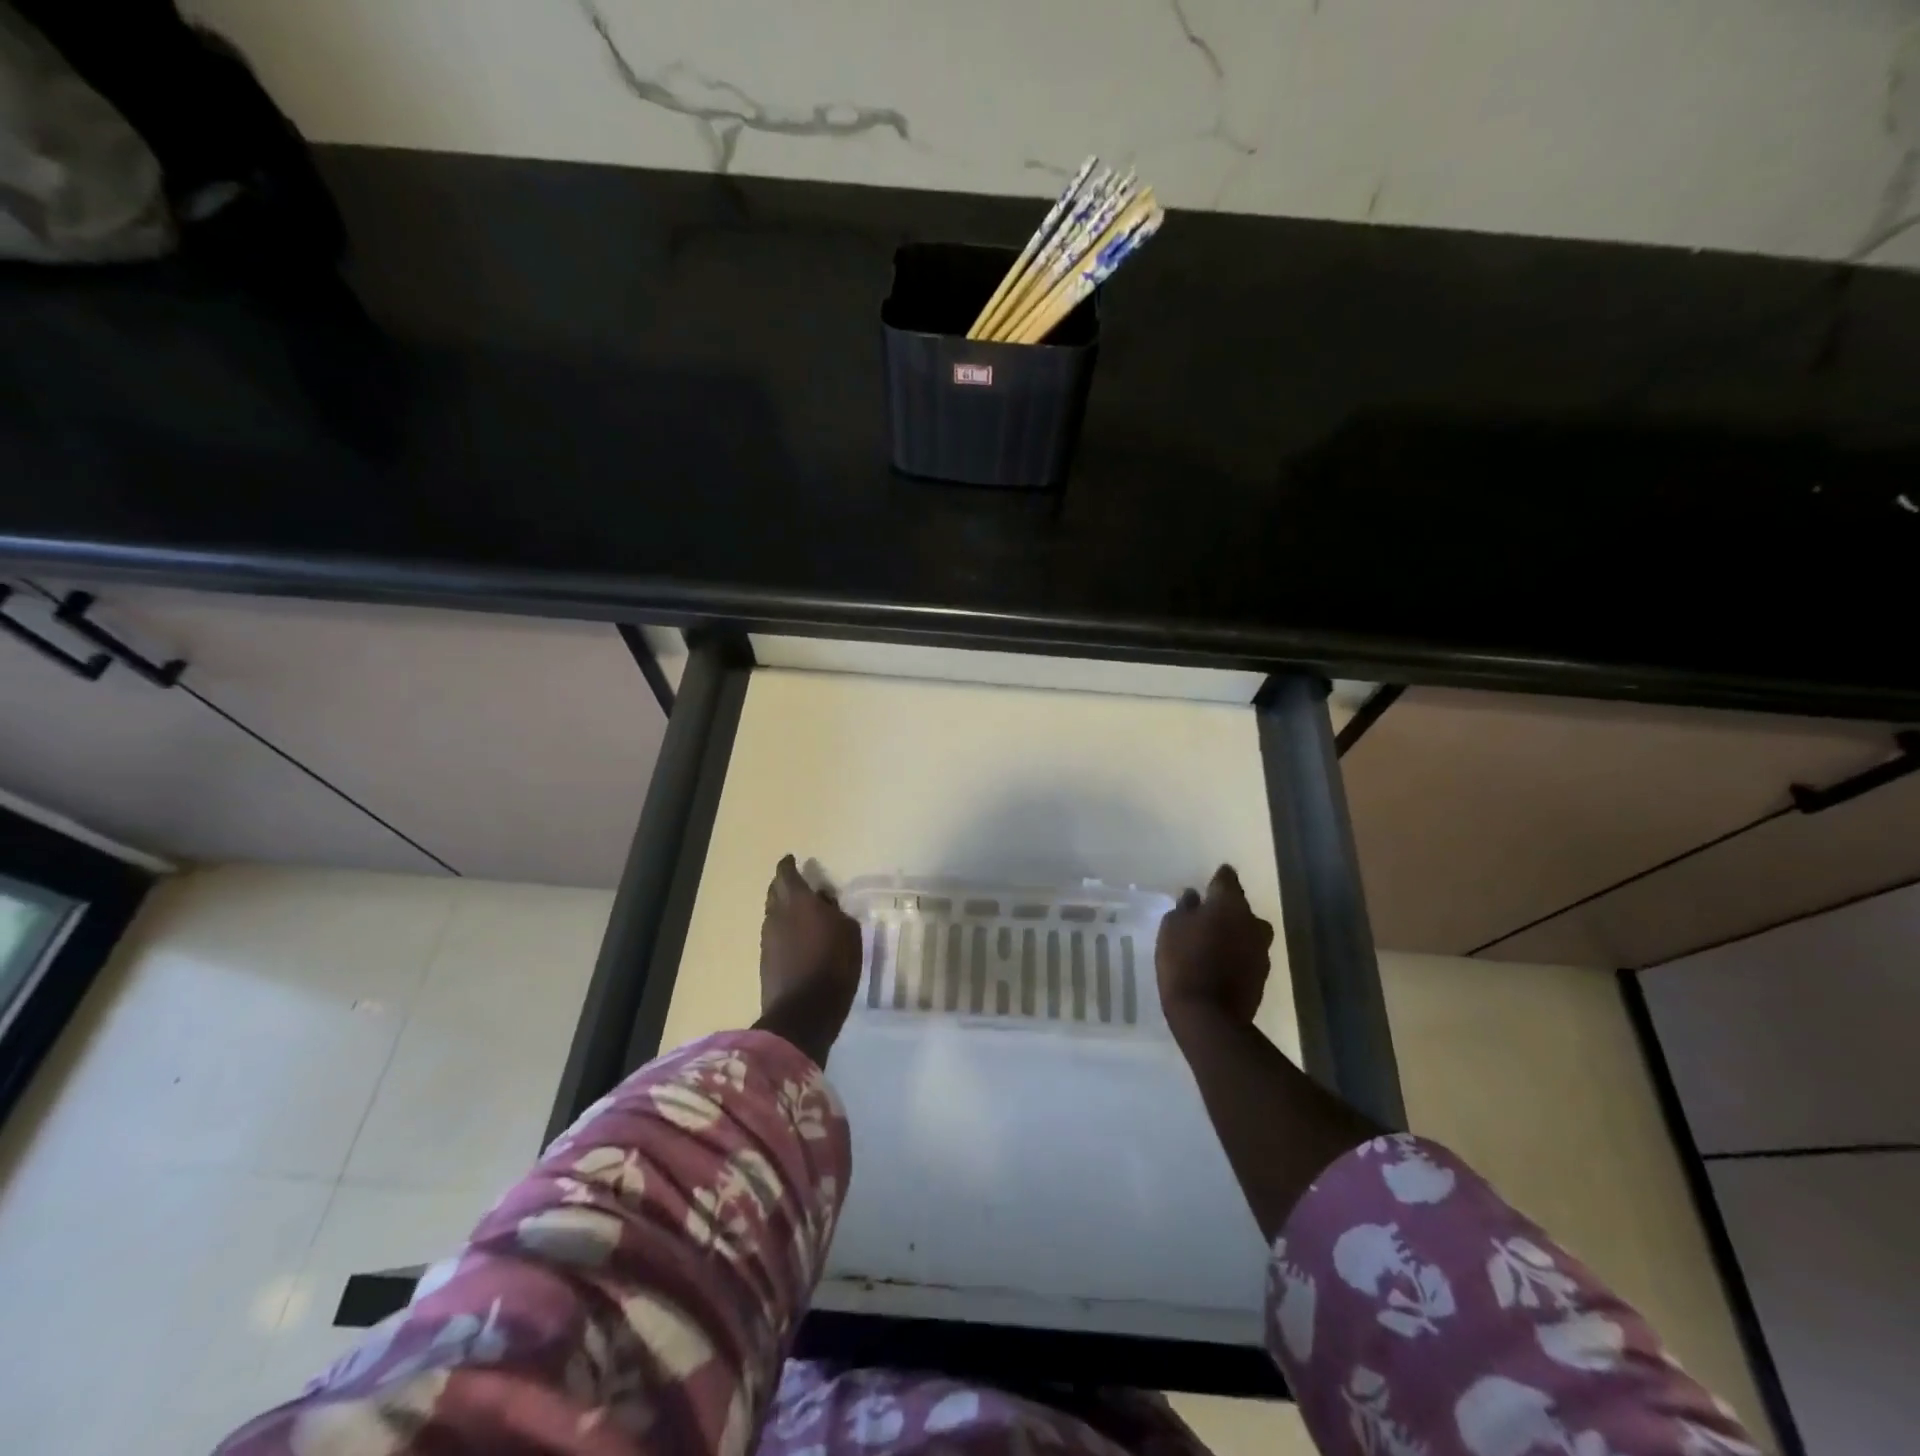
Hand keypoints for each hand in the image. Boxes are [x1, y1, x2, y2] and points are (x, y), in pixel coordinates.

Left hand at [757, 855, 862, 1065]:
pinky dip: (782, 930)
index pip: (786, 874)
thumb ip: (835, 911)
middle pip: (775, 892)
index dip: (788, 865)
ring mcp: (767, 939)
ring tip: (798, 912)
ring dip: (782, 909)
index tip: (793, 860)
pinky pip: (773, 935)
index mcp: (798, 901)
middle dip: (783, 885)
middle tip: (796, 884)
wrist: (804, 1012)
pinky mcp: (765, 960)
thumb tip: (824, 901)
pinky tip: (795, 938)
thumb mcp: (849, 932)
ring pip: (772, 914)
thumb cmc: (834, 965)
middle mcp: (776, 915)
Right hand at [1156, 864, 1273, 1028]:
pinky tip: (1220, 963)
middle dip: (1226, 909)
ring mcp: (1261, 949)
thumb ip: (1184, 908)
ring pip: (1248, 931)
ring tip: (1214, 942)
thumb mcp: (1171, 928)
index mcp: (1229, 904)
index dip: (1218, 878)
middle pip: (1240, 907)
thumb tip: (1194, 896)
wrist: (1209, 1015)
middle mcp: (1252, 921)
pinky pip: (1248, 954)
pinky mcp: (1262, 974)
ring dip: (1234, 932)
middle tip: (1206, 916)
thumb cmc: (1184, 962)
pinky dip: (1237, 954)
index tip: (1210, 881)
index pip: (1227, 879)